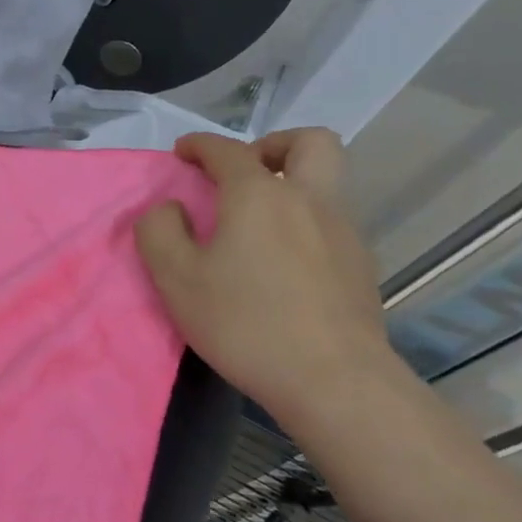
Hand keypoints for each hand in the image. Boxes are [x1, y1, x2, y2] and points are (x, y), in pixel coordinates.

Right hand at [135, 128, 402, 429]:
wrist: (333, 379)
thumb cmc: (244, 322)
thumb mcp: (176, 278)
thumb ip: (159, 231)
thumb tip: (169, 209)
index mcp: (259, 195)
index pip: (228, 150)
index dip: (200, 145)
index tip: (182, 152)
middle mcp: (309, 199)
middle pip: (309, 142)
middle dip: (273, 145)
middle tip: (244, 172)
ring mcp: (344, 231)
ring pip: (327, 181)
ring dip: (292, 183)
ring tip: (257, 222)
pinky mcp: (361, 265)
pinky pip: (332, 221)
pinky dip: (304, 221)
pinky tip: (282, 262)